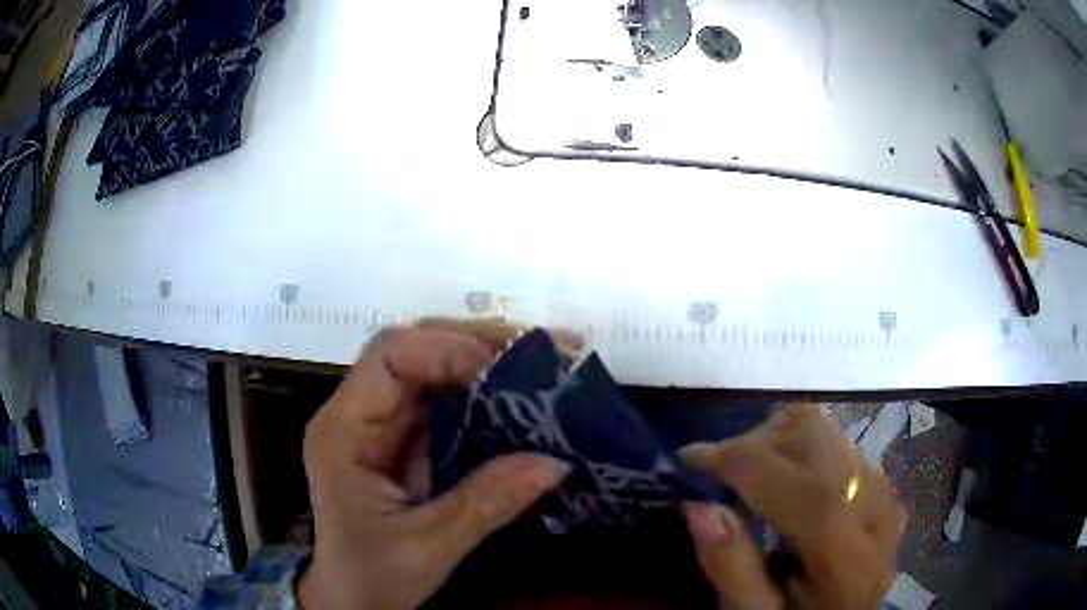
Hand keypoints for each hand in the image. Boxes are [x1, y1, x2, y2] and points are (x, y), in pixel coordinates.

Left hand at [297, 321, 572, 609]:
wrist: (352, 599)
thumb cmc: (371, 577)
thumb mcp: (427, 548)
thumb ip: (486, 504)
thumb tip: (555, 461)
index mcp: (343, 431)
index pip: (389, 357)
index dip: (447, 350)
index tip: (506, 371)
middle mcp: (356, 413)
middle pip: (413, 350)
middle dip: (478, 345)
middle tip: (543, 355)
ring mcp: (379, 423)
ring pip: (432, 368)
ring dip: (487, 362)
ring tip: (544, 366)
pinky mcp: (402, 438)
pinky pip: (444, 400)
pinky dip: (485, 393)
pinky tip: (521, 396)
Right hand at [680, 403, 906, 609]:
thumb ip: (731, 569)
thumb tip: (697, 505)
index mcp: (850, 563)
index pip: (811, 496)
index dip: (750, 467)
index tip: (691, 459)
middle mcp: (878, 514)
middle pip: (820, 442)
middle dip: (756, 443)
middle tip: (718, 474)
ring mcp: (883, 490)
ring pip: (825, 429)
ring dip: (774, 439)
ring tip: (746, 476)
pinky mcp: (878, 479)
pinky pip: (832, 439)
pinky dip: (793, 445)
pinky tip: (777, 479)